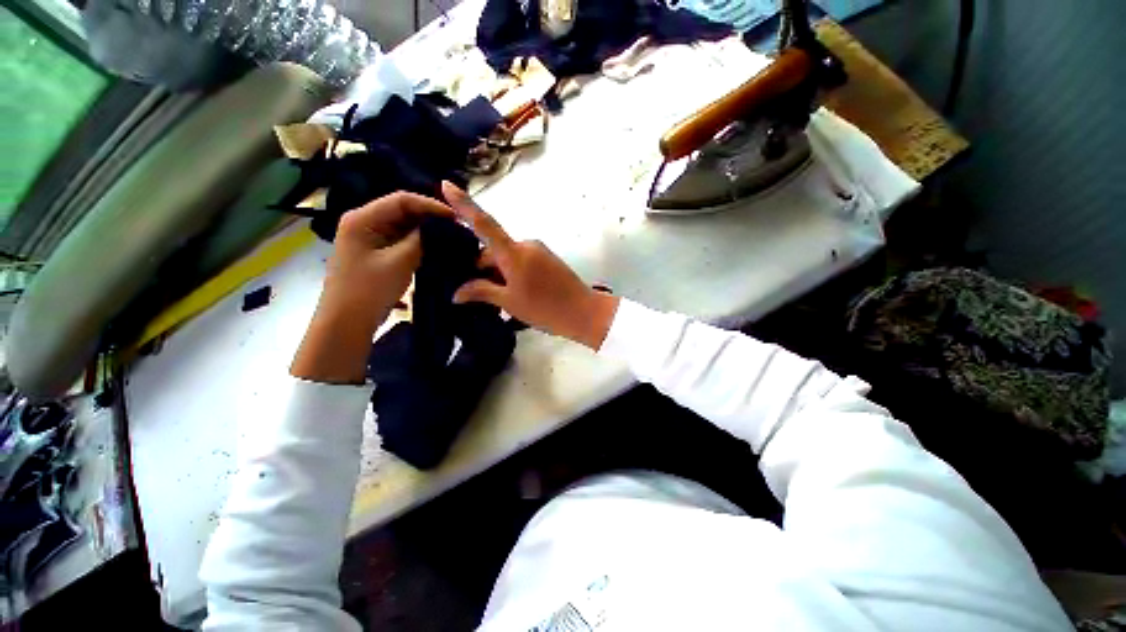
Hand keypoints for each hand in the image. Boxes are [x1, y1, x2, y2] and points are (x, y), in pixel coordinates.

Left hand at [292, 192, 452, 383]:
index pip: (402, 200)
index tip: (456, 218)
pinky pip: (401, 241)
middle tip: (458, 230)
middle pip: (403, 211)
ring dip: (426, 232)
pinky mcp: (376, 253)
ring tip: (451, 239)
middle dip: (431, 219)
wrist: (347, 323)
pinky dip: (419, 243)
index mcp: (362, 218)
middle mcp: (364, 222)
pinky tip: (436, 249)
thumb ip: (421, 240)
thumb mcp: (400, 262)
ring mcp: (369, 238)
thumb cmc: (369, 290)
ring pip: (404, 227)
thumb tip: (444, 228)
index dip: (431, 205)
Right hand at [441, 182, 618, 349]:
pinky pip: (523, 259)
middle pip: (495, 248)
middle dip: (483, 266)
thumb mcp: (509, 302)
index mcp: (513, 252)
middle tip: (475, 291)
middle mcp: (526, 245)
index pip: (484, 224)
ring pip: (509, 256)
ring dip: (499, 271)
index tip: (447, 185)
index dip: (464, 205)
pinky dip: (513, 271)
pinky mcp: (548, 258)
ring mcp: (539, 250)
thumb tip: (456, 293)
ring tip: (499, 297)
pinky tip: (515, 292)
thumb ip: (481, 292)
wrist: (583, 312)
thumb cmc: (543, 308)